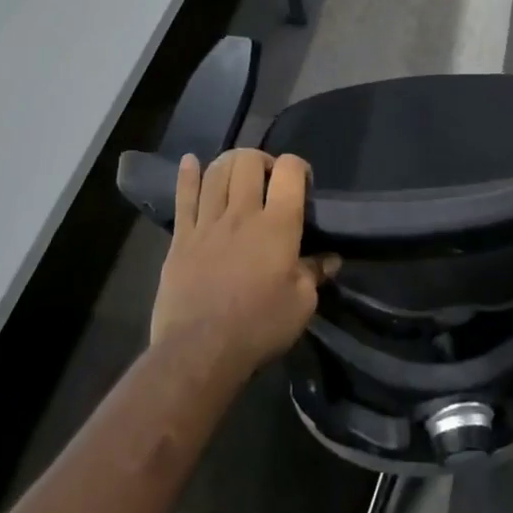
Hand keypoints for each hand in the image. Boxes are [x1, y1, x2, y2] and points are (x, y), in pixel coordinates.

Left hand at [150, 150, 339, 378]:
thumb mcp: (301, 305)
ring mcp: (208, 223)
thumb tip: (330, 259)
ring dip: (230, 163)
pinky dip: (187, 175)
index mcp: (278, 225)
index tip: (301, 182)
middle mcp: (243, 214)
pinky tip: (190, 161)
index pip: (289, 171)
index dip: (297, 166)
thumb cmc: (258, 328)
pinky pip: (183, 197)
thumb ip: (315, 274)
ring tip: (238, 172)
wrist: (199, 353)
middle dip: (262, 160)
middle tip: (268, 178)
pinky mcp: (181, 239)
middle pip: (248, 161)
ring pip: (217, 172)